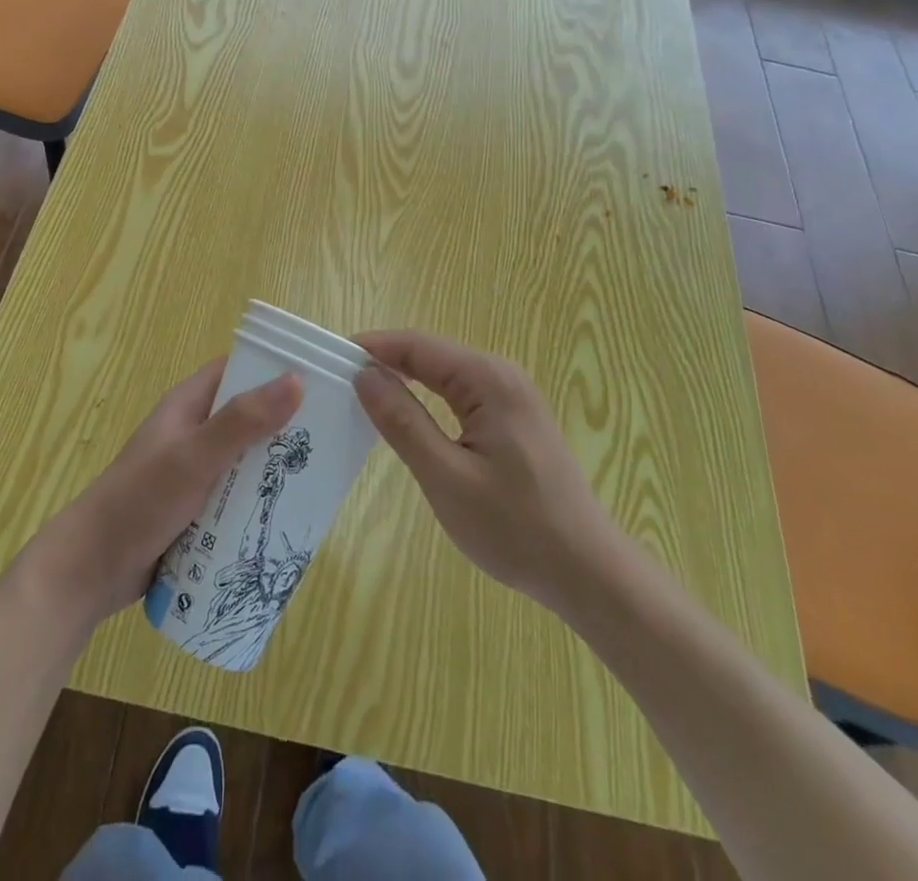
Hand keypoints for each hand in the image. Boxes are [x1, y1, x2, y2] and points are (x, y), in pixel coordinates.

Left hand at [20, 359, 300, 632]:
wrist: (90, 571)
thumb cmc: (140, 501)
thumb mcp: (194, 457)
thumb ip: (242, 422)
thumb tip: (297, 380)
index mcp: (189, 405)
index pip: (239, 369)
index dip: (276, 367)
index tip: (322, 377)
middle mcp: (195, 431)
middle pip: (249, 416)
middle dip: (286, 424)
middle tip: (333, 434)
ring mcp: (196, 471)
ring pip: (247, 459)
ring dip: (276, 467)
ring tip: (323, 476)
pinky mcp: (198, 507)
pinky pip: (238, 494)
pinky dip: (260, 499)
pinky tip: (291, 514)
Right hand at [352, 331, 617, 616]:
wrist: (587, 571)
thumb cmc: (515, 527)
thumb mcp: (446, 477)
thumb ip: (402, 422)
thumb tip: (364, 375)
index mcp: (488, 380)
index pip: (418, 345)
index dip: (373, 346)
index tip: (330, 356)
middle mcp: (502, 375)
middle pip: (431, 353)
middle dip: (385, 359)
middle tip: (338, 377)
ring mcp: (512, 395)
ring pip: (445, 372)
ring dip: (405, 377)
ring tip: (362, 393)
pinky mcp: (514, 417)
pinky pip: (460, 392)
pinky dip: (427, 396)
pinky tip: (406, 413)